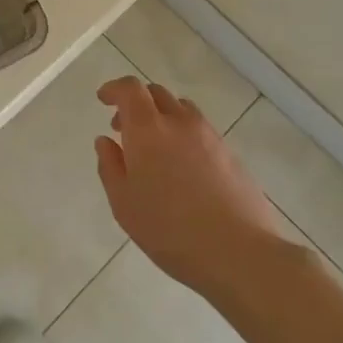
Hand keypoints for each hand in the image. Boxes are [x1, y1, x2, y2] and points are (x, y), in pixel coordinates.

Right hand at [95, 77, 296, 303]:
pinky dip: (184, 136)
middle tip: (124, 128)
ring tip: (155, 149)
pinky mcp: (231, 155)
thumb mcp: (123, 203)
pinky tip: (182, 169)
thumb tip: (106, 141)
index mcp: (148, 129)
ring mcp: (210, 137)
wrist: (239, 253)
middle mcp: (180, 123)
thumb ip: (110, 166)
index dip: (114, 89)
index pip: (130, 89)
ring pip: (182, 110)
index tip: (103, 99)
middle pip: (157, 93)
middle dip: (136, 102)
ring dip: (163, 117)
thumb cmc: (169, 229)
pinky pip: (201, 131)